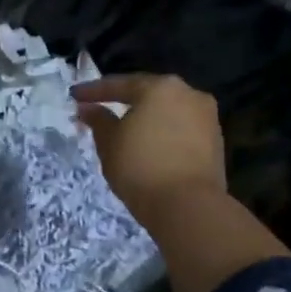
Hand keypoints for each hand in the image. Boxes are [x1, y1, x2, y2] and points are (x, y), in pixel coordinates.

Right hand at [71, 74, 227, 226]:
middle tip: (99, 108)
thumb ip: (99, 120)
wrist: (189, 207)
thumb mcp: (109, 143)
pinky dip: (162, 132)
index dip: (93, 91)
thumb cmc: (140, 167)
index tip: (74, 96)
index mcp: (160, 87)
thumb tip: (89, 108)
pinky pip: (180, 128)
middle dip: (122, 101)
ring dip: (145, 117)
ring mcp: (207, 117)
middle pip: (148, 94)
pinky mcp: (216, 141)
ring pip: (167, 111)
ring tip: (123, 129)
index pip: (119, 84)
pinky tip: (148, 143)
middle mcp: (188, 94)